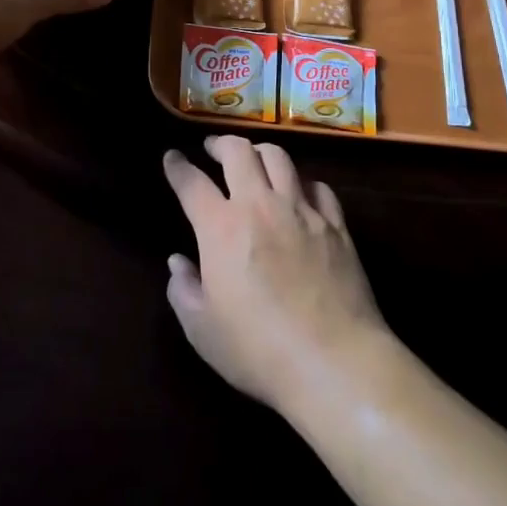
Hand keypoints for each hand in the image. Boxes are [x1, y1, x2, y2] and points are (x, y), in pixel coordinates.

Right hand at [163, 135, 387, 413]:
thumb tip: (178, 262)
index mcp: (221, 227)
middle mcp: (259, 205)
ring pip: (279, 157)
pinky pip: (318, 186)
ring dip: (260, 151)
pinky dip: (302, 182)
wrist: (335, 362)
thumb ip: (184, 291)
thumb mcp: (203, 331)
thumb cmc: (259, 350)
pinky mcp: (335, 224)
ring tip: (254, 159)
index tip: (172, 157)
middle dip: (220, 143)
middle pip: (238, 151)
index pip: (191, 182)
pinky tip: (300, 192)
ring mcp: (301, 210)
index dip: (178, 166)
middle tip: (213, 148)